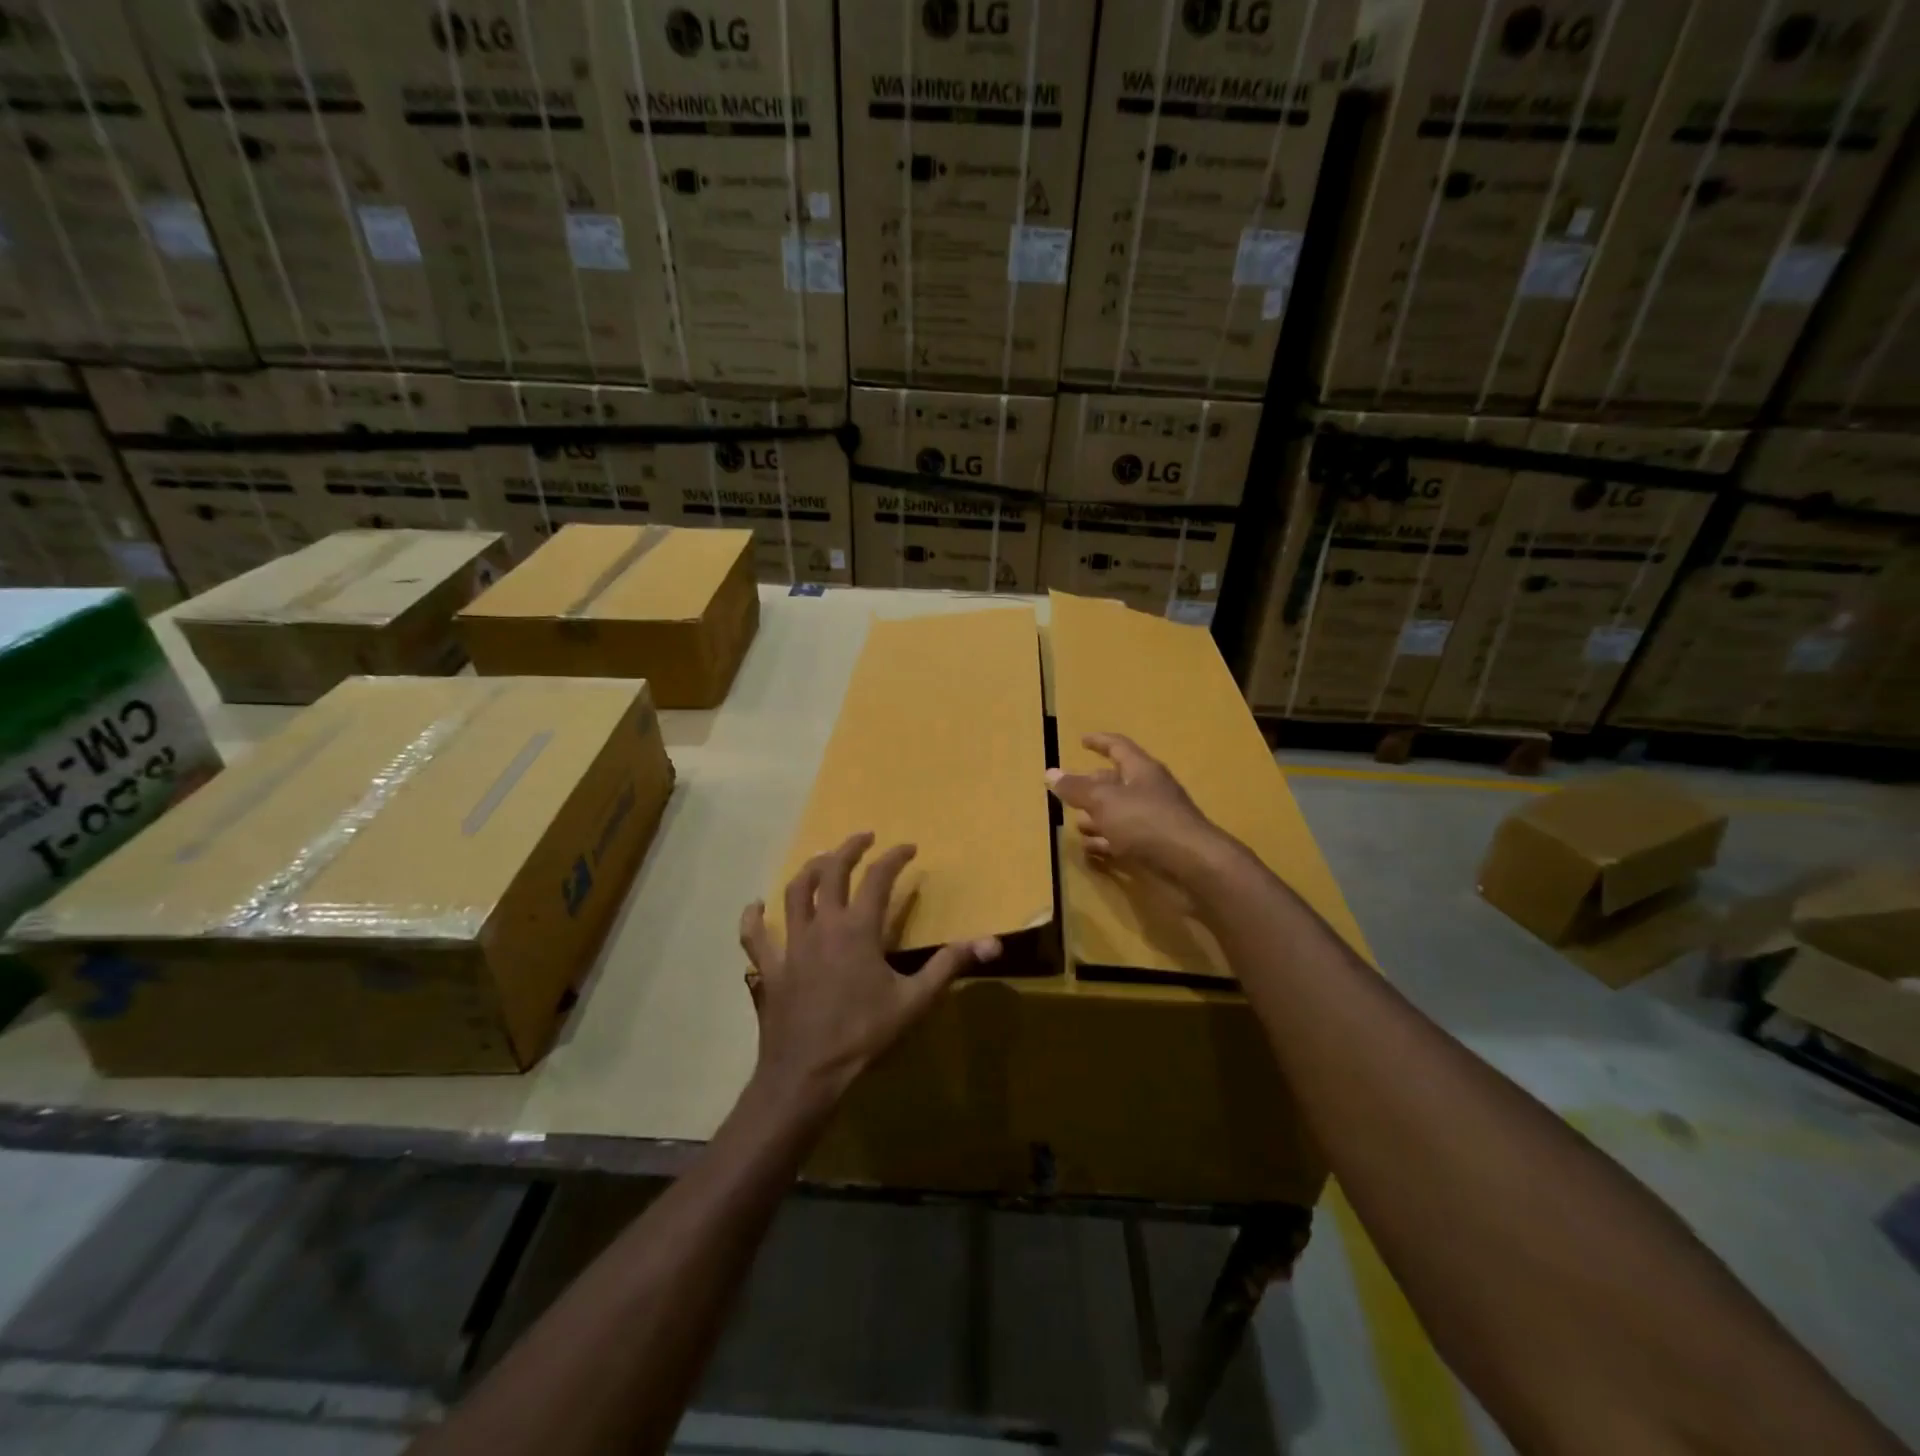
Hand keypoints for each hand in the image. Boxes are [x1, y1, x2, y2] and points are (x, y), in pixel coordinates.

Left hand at [739, 832, 1000, 1108]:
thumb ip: (949, 965)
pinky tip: (756, 906)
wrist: (808, 1073)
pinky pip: (755, 936)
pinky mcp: (770, 968)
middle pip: (831, 872)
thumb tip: (990, 942)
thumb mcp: (914, 1001)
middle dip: (848, 849)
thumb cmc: (864, 1035)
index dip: (894, 858)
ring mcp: (792, 944)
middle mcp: (823, 926)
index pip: (878, 879)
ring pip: (795, 893)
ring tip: (822, 860)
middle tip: (864, 838)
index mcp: (858, 930)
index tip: (909, 848)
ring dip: (809, 870)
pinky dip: (754, 918)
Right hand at [1046, 733, 1224, 881]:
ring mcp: (1154, 821)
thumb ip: (1077, 789)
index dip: (1100, 742)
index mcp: (1141, 770)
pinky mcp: (1156, 848)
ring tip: (1075, 825)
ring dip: (1097, 818)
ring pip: (1119, 813)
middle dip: (1093, 786)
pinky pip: (1125, 840)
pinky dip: (1106, 843)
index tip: (1082, 740)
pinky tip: (1090, 850)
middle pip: (1117, 782)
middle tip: (1069, 792)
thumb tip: (1050, 773)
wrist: (1192, 866)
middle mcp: (1149, 791)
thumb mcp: (1104, 801)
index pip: (1118, 747)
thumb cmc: (1146, 822)